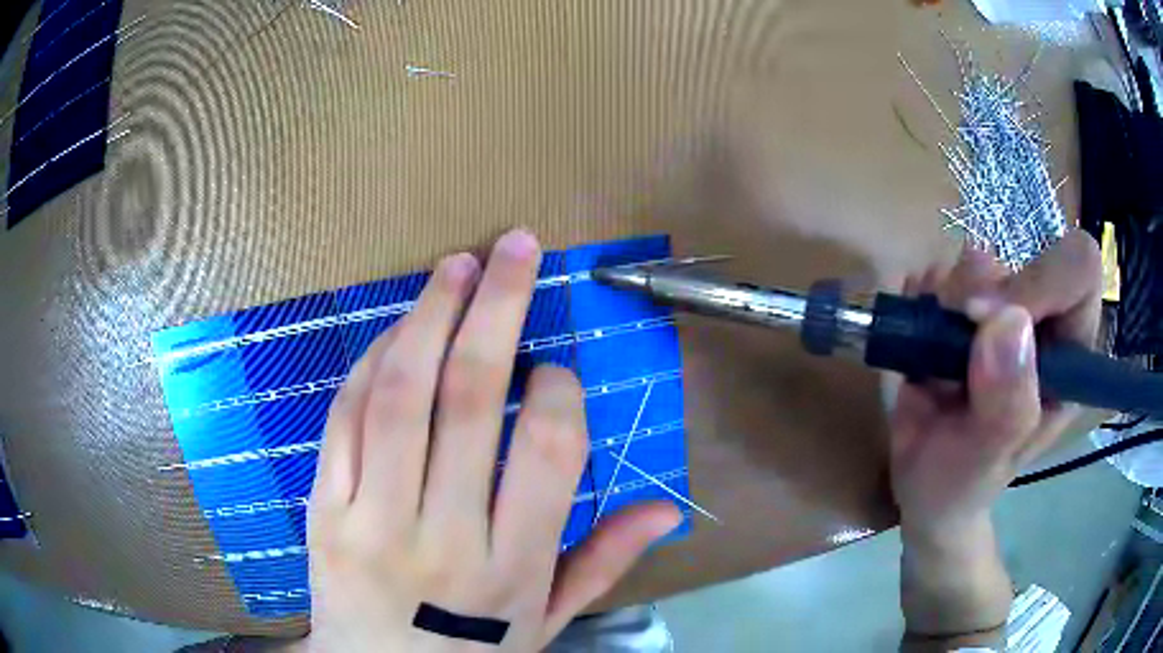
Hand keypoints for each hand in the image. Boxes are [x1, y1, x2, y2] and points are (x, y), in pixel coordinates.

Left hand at [303, 229, 681, 651]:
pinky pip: (344, 418)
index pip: (548, 452)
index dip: (557, 389)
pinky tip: (398, 328)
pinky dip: (372, 362)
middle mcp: (443, 534)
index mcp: (512, 566)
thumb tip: (666, 509)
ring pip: (400, 396)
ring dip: (430, 316)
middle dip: (498, 308)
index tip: (555, 368)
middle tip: (514, 247)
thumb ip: (604, 563)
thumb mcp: (548, 622)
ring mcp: (371, 518)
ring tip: (455, 266)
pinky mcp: (323, 507)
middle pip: (469, 400)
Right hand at [890, 231, 1101, 639]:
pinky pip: (941, 271)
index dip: (1042, 279)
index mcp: (1070, 357)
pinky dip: (922, 300)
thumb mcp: (988, 463)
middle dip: (982, 297)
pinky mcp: (964, 303)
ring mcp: (1003, 308)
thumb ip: (1008, 406)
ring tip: (934, 362)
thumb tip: (1008, 321)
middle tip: (953, 349)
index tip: (991, 320)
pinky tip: (921, 345)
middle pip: (1026, 255)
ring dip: (946, 303)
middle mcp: (1044, 322)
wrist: (927, 486)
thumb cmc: (965, 484)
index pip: (1079, 271)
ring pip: (979, 259)